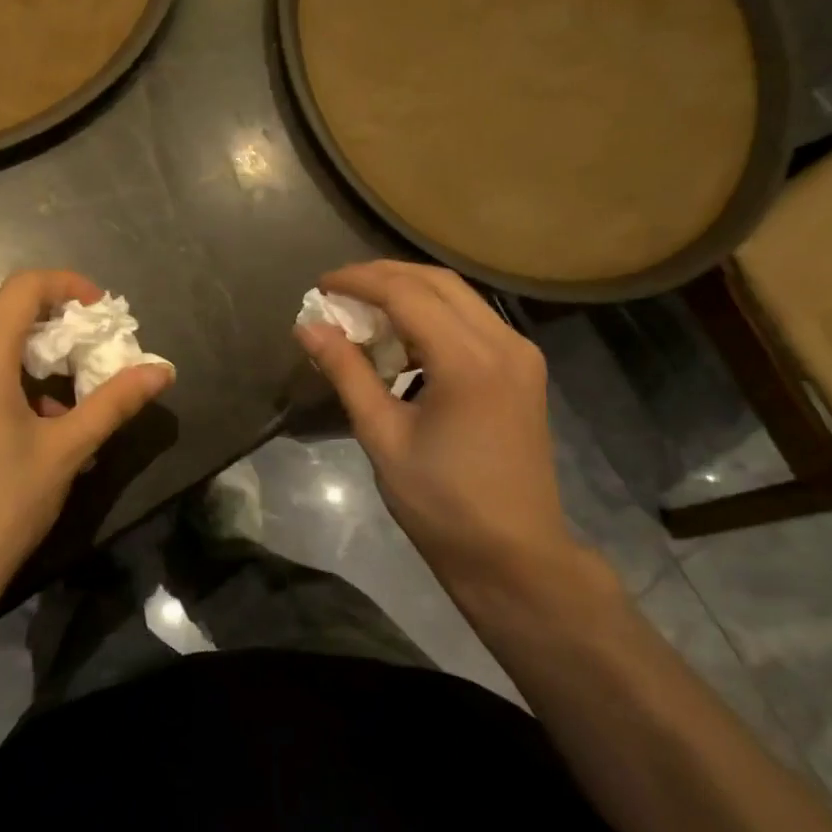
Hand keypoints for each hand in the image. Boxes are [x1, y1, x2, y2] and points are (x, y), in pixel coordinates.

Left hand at [0, 270, 173, 616]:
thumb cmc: (1, 505)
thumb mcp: (66, 450)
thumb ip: (114, 402)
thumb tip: (163, 370)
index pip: (25, 287)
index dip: (68, 286)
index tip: (102, 313)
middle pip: (7, 315)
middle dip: (57, 329)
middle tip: (95, 358)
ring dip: (34, 359)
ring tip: (69, 401)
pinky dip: (8, 380)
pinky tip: (33, 425)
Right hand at [294, 261, 588, 603]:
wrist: (515, 555)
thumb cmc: (442, 504)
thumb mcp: (383, 437)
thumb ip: (347, 372)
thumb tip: (307, 327)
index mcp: (468, 361)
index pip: (406, 293)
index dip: (358, 281)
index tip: (320, 287)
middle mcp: (503, 342)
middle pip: (437, 282)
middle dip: (383, 276)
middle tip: (338, 291)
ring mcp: (520, 354)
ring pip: (459, 296)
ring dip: (409, 292)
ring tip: (364, 310)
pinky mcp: (523, 369)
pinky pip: (473, 320)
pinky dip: (434, 315)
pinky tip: (404, 338)